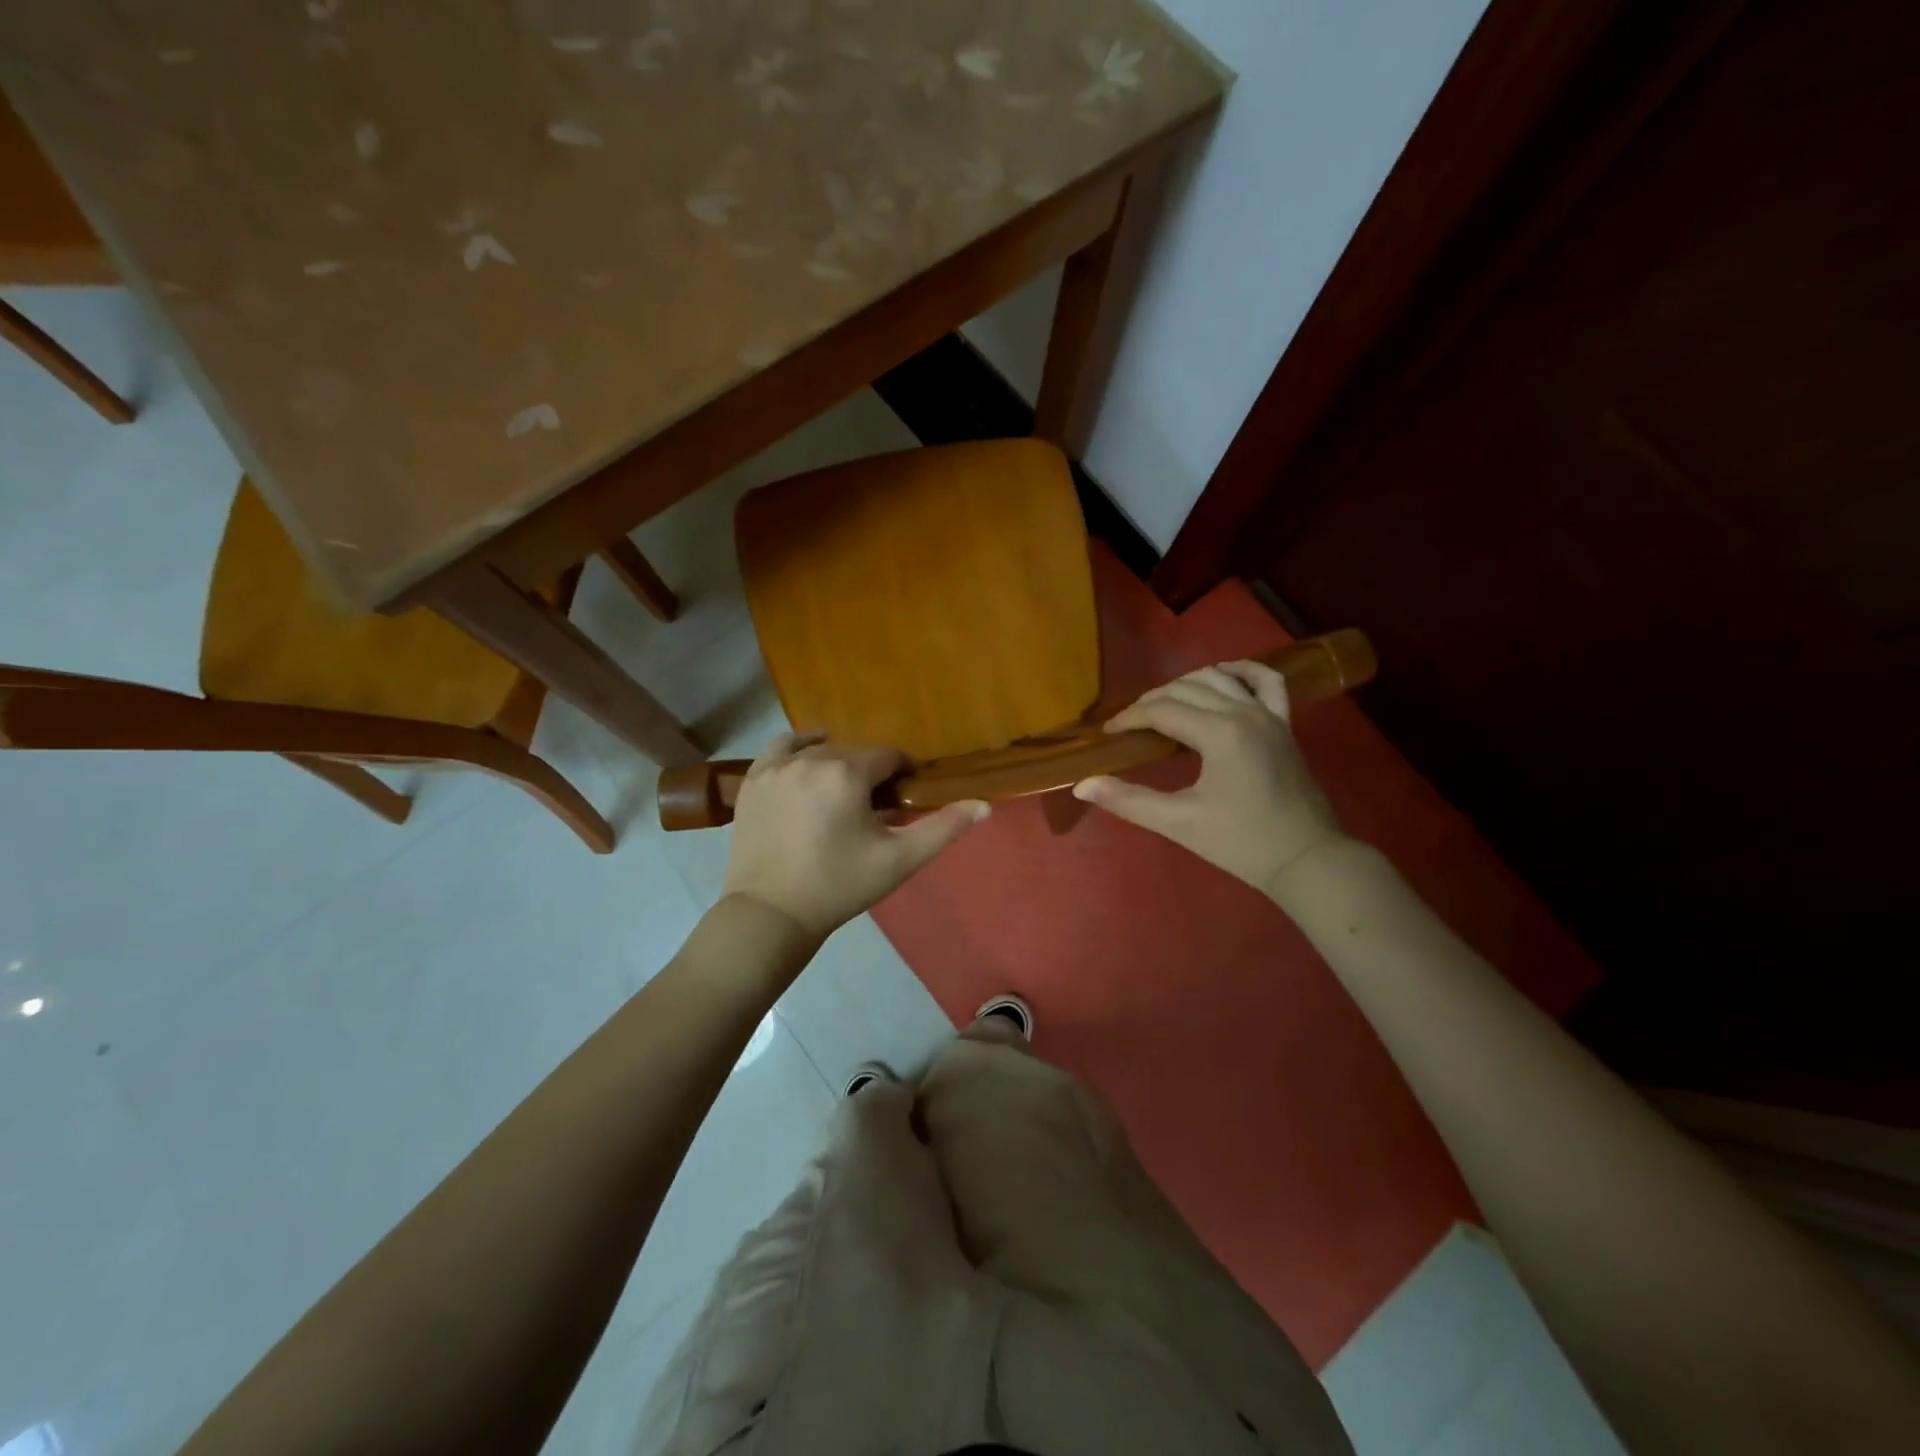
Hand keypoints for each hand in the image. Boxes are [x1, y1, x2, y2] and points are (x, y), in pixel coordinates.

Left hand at [721, 734, 988, 939]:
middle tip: (873, 808)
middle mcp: (811, 759)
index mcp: (848, 773)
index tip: (903, 798)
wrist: (771, 913)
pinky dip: (799, 750)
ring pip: (820, 749)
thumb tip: (984, 805)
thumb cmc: (840, 886)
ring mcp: (777, 766)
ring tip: (840, 794)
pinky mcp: (753, 780)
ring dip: (837, 763)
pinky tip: (808, 762)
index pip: (889, 756)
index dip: (902, 774)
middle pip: (855, 753)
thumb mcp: (899, 860)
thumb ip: (944, 828)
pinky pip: (782, 748)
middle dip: (870, 774)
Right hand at [1072, 660, 1347, 896]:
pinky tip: (1223, 674)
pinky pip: (1267, 681)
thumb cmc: (1241, 843)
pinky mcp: (1285, 724)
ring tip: (1163, 706)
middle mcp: (1244, 712)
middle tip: (1130, 726)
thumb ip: (1129, 801)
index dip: (1129, 718)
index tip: (1108, 734)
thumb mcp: (1179, 823)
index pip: (1162, 710)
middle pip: (1186, 688)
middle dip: (1152, 701)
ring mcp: (1269, 714)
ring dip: (1186, 684)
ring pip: (1219, 678)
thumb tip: (1082, 785)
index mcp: (1219, 733)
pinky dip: (1242, 671)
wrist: (1307, 860)